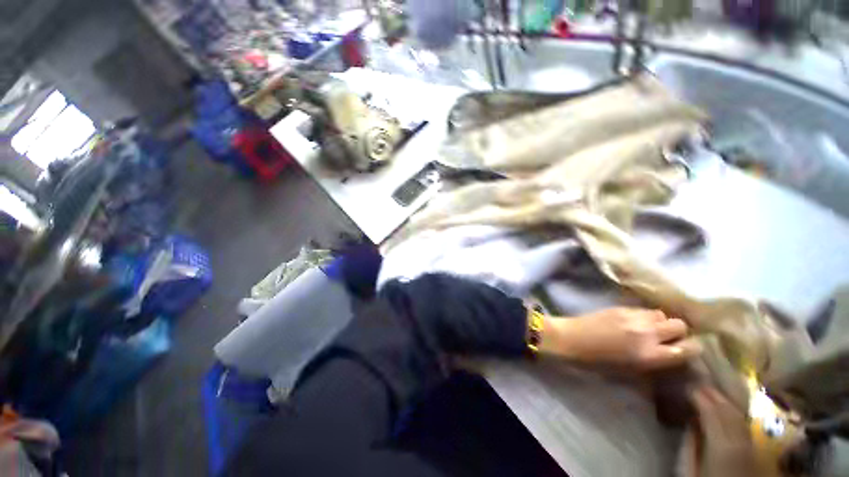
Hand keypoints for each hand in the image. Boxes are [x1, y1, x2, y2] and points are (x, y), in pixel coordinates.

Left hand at [541, 307, 700, 369]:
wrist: (570, 338)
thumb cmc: (596, 362)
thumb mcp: (628, 372)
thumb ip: (653, 365)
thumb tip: (670, 359)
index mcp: (650, 354)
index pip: (688, 349)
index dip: (692, 349)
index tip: (686, 349)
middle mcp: (647, 333)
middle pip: (679, 325)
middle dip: (678, 332)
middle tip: (666, 338)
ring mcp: (633, 317)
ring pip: (661, 313)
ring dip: (660, 321)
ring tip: (648, 328)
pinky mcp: (620, 307)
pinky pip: (643, 309)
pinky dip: (644, 315)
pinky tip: (633, 321)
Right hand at [681, 386, 755, 476]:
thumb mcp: (691, 468)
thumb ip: (691, 446)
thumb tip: (690, 422)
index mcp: (722, 445)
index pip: (711, 413)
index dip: (700, 397)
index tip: (688, 386)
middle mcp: (739, 441)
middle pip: (728, 412)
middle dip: (714, 395)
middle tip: (699, 382)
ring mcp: (750, 445)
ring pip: (739, 416)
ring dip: (725, 401)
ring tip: (712, 391)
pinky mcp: (754, 449)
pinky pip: (745, 425)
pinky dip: (735, 413)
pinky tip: (728, 409)